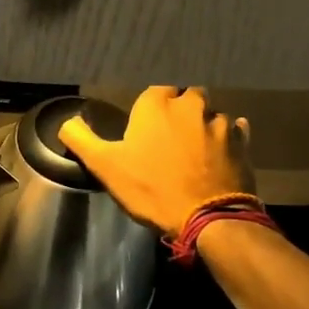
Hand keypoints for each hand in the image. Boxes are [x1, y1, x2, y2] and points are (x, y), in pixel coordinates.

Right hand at [59, 87, 251, 236]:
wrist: (209, 217)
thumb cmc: (151, 188)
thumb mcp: (104, 166)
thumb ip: (80, 139)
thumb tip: (66, 122)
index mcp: (157, 104)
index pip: (154, 90)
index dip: (149, 107)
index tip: (144, 126)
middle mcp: (191, 104)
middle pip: (185, 95)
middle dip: (178, 109)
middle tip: (168, 134)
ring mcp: (220, 123)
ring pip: (210, 112)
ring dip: (202, 124)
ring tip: (193, 147)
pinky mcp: (242, 143)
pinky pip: (235, 130)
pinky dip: (228, 136)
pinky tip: (219, 150)